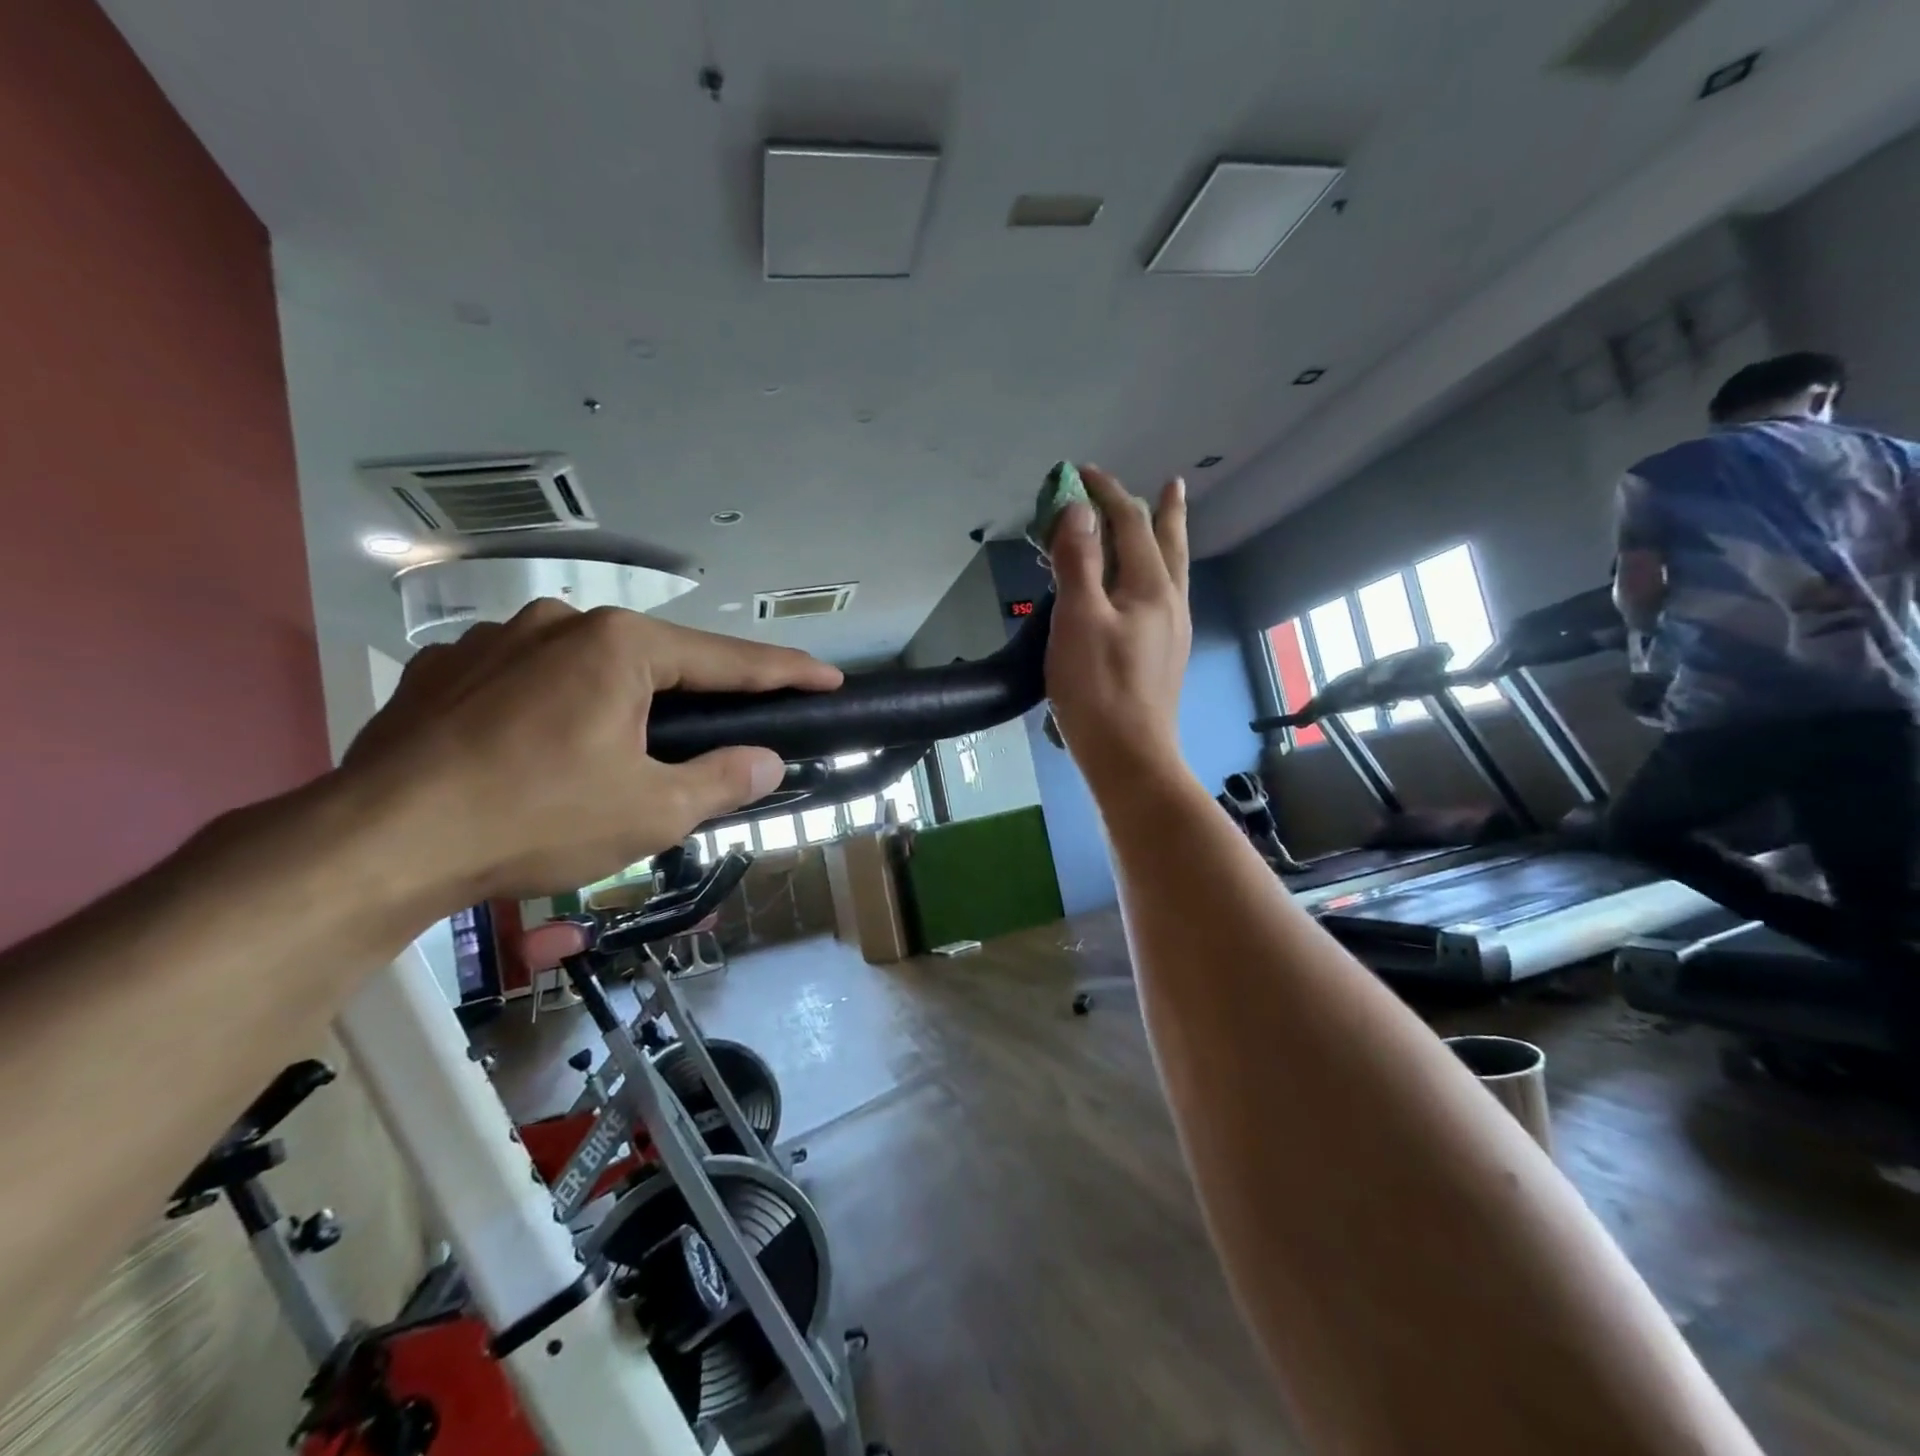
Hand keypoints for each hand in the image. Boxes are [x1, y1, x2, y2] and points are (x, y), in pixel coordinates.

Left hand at [340, 600, 842, 906]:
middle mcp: (559, 622)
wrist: (378, 843)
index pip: (729, 659)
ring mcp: (495, 640)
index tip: (830, 677)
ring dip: (618, 703)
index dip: (787, 671)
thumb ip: (722, 779)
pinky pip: (527, 681)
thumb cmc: (537, 819)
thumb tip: (768, 762)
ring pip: (588, 668)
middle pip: (657, 660)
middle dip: (695, 697)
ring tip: (616, 756)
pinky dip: (554, 708)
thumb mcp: (652, 810)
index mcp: (620, 646)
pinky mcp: (446, 669)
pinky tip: (540, 750)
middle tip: (721, 732)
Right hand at [1044, 466, 1190, 790]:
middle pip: (1169, 544)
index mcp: (1151, 588)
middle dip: (1163, 511)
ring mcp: (1171, 632)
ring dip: (1165, 541)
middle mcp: (1170, 603)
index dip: (1107, 493)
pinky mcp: (1163, 657)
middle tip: (1171, 485)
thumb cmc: (1098, 688)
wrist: (1128, 757)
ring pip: (1172, 572)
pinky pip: (1162, 597)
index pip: (1131, 523)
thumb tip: (1078, 511)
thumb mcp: (1078, 618)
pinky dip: (1154, 574)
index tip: (1081, 473)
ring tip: (1165, 524)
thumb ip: (1078, 561)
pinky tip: (1146, 589)